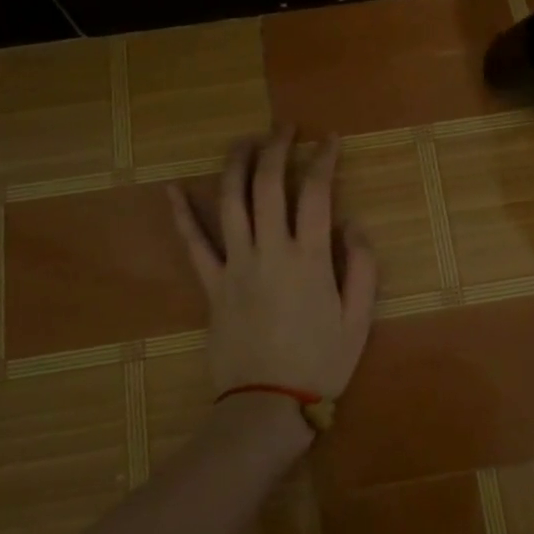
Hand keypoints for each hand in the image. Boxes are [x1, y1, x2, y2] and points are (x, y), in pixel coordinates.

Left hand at [167, 127, 378, 403]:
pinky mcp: (211, 284)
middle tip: (283, 127)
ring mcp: (235, 265)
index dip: (322, 159)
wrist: (267, 405)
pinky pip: (193, 244)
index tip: (328, 140)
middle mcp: (269, 250)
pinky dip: (182, 214)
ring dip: (236, 164)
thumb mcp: (358, 319)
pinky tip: (173, 189)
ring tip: (244, 140)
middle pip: (268, 184)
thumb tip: (351, 223)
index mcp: (309, 258)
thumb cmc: (320, 363)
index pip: (315, 192)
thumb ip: (360, 267)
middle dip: (276, 147)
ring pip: (230, 201)